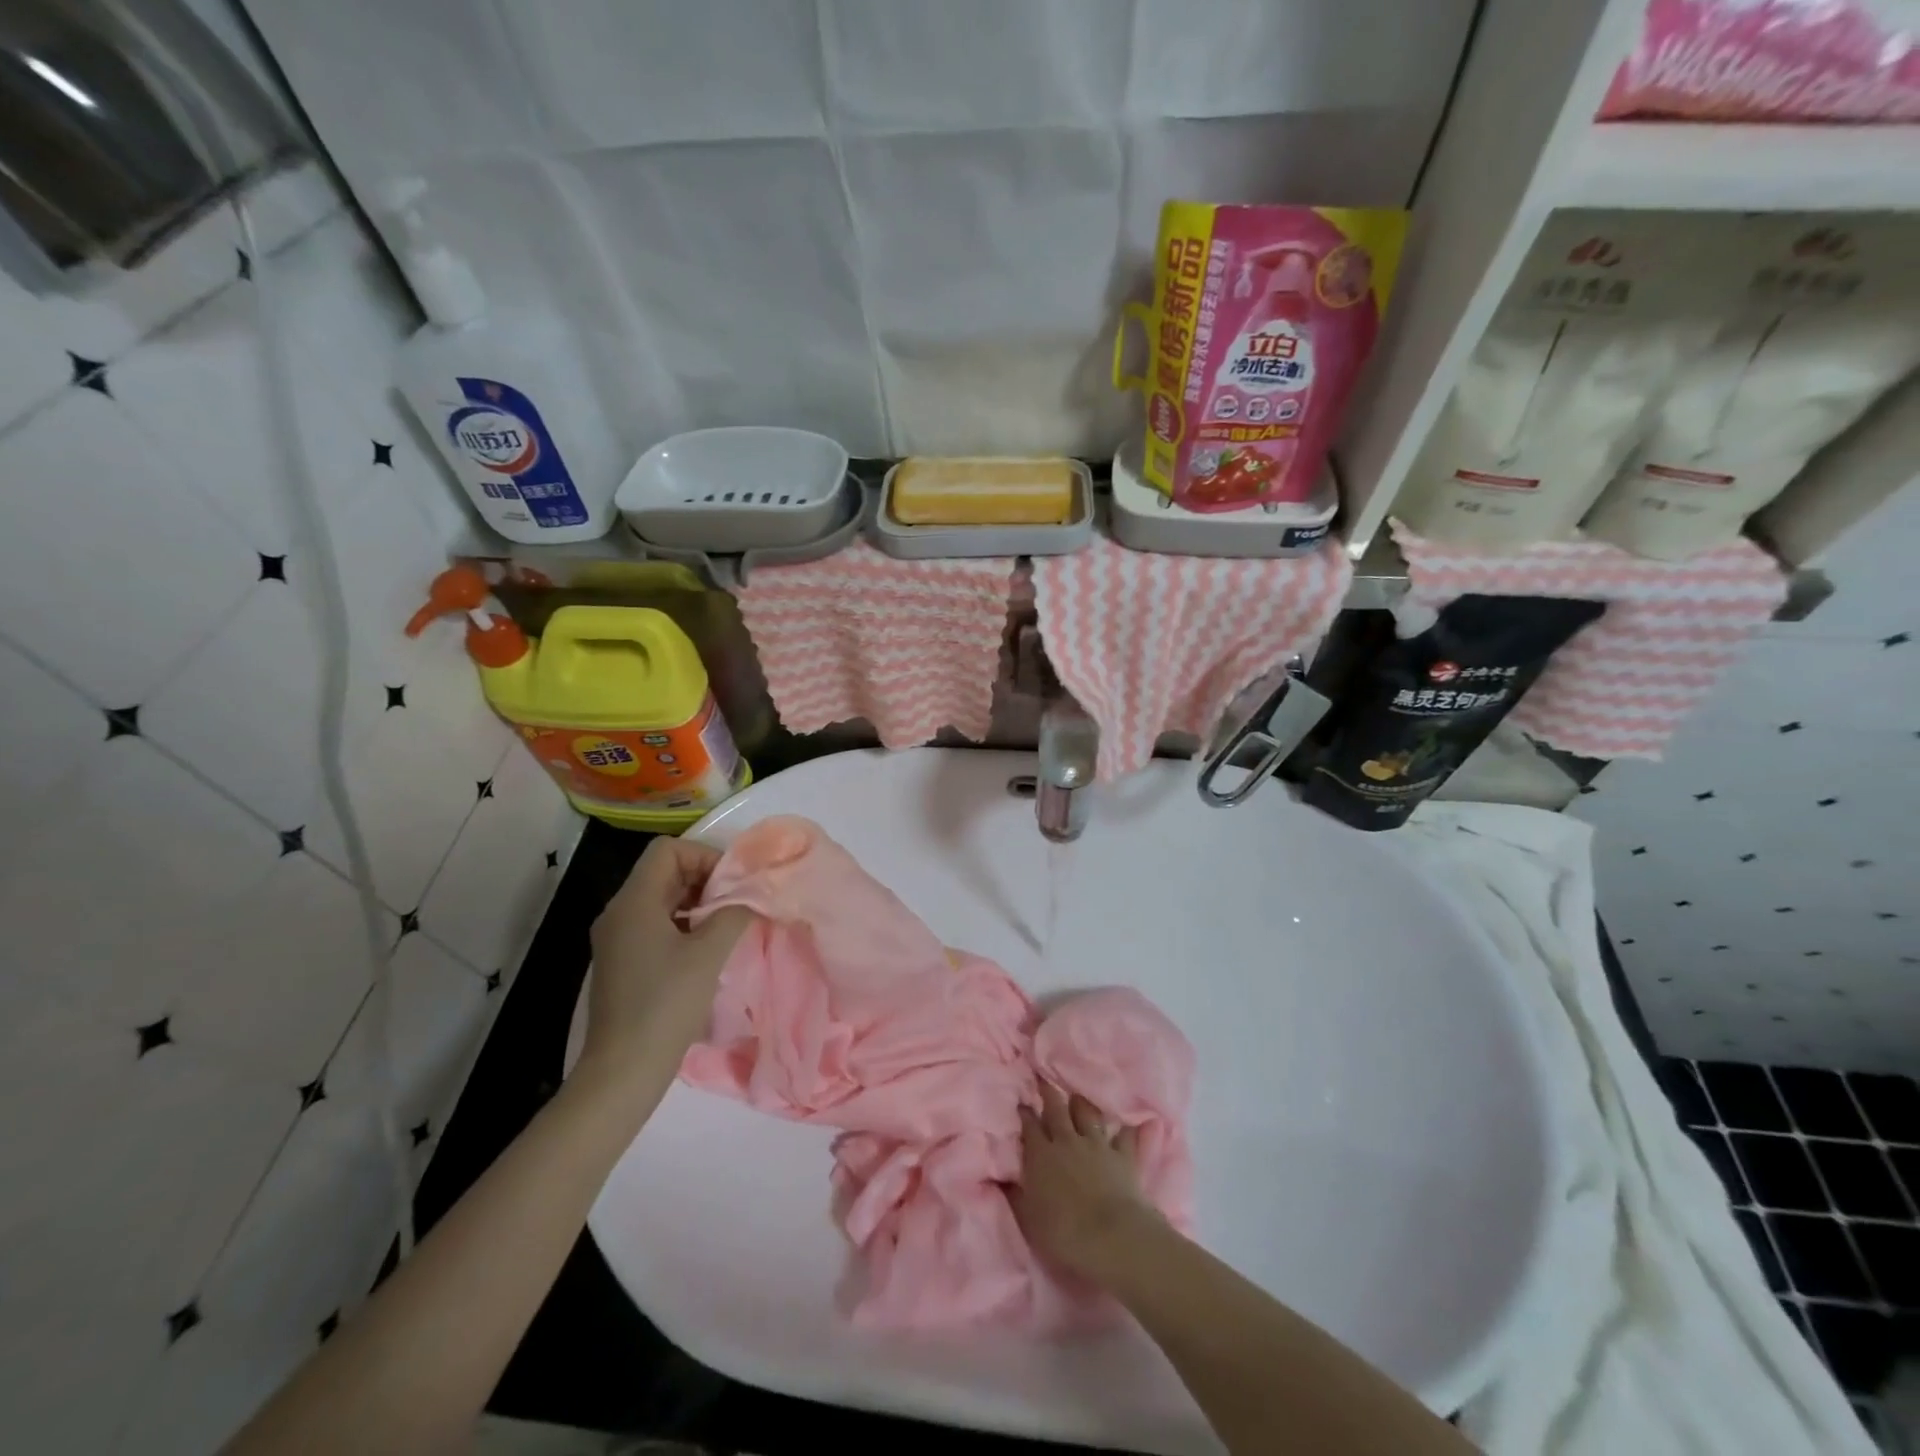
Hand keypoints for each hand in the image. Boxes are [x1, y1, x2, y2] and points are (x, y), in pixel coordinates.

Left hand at [581, 837, 754, 1081]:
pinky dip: (683, 925)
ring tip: (727, 925)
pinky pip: (655, 925)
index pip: (668, 850)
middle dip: (705, 880)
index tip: (732, 884)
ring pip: (661, 899)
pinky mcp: (622, 962)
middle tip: (737, 902)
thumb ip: (734, 914)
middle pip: (664, 872)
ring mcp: (617, 939)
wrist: (623, 1070)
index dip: (704, 857)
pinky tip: (706, 950)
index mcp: (633, 902)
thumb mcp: (709, 954)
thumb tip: (750, 897)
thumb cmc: (666, 1004)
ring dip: (696, 903)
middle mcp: (618, 913)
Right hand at [1011, 1082, 1162, 1283]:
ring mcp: (1097, 1145)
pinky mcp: (1123, 1156)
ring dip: (1081, 1104)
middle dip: (1048, 1093)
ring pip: (1087, 1114)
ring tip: (1077, 1095)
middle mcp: (1067, 1141)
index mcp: (1041, 1155)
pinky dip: (1125, 1129)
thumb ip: (1014, 1194)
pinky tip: (1128, 1122)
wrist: (1112, 1237)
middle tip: (1044, 1079)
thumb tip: (1000, 1177)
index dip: (1024, 1113)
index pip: (1029, 1126)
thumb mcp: (1028, 1219)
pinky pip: (1125, 1136)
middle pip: (1056, 1110)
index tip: (1021, 1102)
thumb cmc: (1064, 1233)